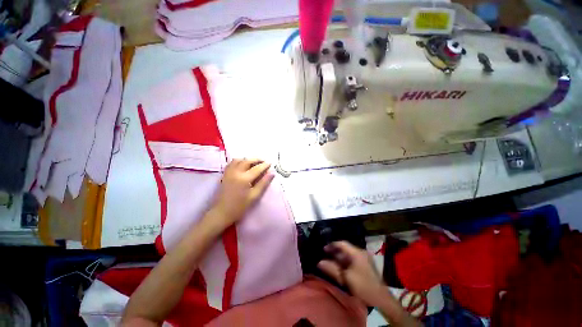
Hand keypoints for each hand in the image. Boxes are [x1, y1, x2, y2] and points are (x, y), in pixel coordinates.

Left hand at [210, 158, 273, 227]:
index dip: (264, 165)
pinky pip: (231, 163)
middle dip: (256, 159)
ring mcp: (229, 172)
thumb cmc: (240, 206)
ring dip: (247, 159)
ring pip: (238, 160)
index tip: (270, 163)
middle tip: (263, 161)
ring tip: (253, 163)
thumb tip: (272, 173)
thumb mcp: (254, 196)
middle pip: (247, 161)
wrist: (222, 212)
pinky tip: (242, 165)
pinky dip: (238, 161)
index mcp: (244, 179)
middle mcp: (236, 172)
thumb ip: (263, 183)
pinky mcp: (224, 174)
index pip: (257, 168)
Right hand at [318, 241, 385, 305]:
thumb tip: (319, 262)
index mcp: (357, 253)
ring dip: (339, 258)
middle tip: (325, 255)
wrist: (381, 299)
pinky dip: (345, 262)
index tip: (323, 249)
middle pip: (345, 249)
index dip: (332, 245)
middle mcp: (361, 253)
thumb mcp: (346, 278)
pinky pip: (352, 260)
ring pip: (348, 255)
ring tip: (330, 261)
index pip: (342, 244)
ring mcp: (364, 259)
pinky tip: (340, 267)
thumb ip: (332, 269)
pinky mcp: (366, 265)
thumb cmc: (363, 286)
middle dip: (335, 252)